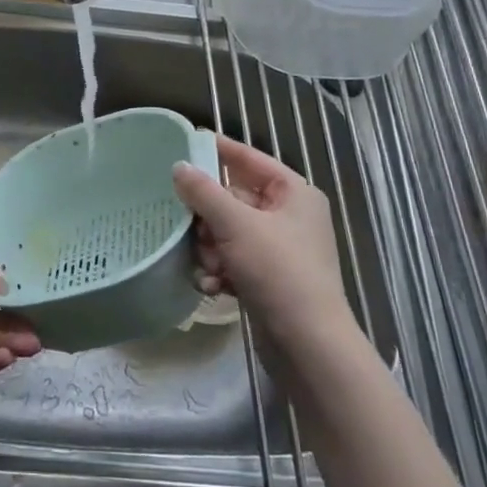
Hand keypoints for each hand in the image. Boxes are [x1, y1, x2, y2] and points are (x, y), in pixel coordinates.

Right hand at [173, 135, 352, 334]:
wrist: (307, 344)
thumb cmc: (278, 271)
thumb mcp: (236, 225)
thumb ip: (204, 192)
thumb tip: (179, 166)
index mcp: (294, 194)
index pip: (249, 159)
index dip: (218, 150)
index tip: (184, 143)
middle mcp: (289, 216)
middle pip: (233, 199)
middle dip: (207, 217)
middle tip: (187, 225)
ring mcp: (279, 249)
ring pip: (227, 232)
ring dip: (209, 248)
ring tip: (206, 265)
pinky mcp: (268, 278)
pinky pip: (233, 261)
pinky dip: (219, 270)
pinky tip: (210, 285)